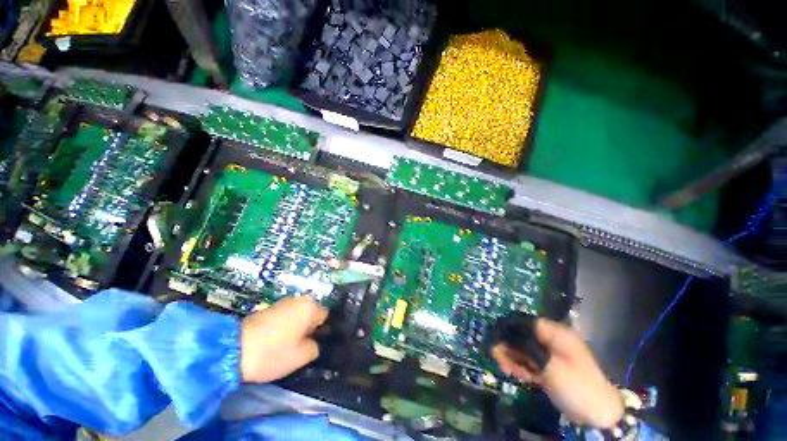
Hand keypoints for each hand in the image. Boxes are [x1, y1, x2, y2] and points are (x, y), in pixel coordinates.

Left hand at [240, 296, 327, 382]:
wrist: (232, 350)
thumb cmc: (273, 353)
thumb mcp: (301, 357)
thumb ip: (315, 348)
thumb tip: (314, 343)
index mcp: (310, 306)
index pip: (325, 317)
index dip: (321, 332)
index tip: (313, 345)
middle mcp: (299, 299)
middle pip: (310, 315)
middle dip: (307, 329)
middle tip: (300, 347)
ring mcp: (282, 302)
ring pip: (296, 316)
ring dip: (295, 328)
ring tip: (286, 346)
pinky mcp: (268, 308)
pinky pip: (284, 317)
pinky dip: (283, 327)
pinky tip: (274, 341)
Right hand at [492, 318, 622, 428]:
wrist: (598, 414)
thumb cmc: (576, 384)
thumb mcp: (550, 366)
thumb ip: (526, 350)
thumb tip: (503, 336)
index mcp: (557, 334)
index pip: (528, 323)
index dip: (511, 329)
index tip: (497, 339)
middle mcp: (552, 341)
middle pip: (524, 337)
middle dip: (510, 347)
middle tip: (498, 358)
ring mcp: (551, 356)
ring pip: (525, 351)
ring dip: (513, 359)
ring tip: (505, 368)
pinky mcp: (549, 368)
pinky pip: (530, 363)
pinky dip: (521, 367)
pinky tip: (513, 373)